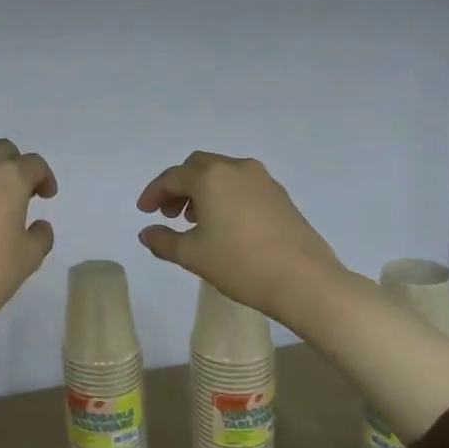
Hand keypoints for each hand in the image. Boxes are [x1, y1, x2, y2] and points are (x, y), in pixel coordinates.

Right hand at [136, 152, 342, 332]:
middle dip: (179, 187)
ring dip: (203, 190)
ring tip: (196, 221)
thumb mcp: (192, 255)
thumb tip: (147, 233)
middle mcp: (236, 168)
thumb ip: (163, 240)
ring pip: (222, 174)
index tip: (144, 212)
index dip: (154, 193)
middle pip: (198, 167)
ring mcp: (263, 180)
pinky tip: (224, 224)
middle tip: (169, 214)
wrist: (304, 280)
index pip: (173, 177)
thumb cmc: (239, 264)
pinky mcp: (280, 195)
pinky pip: (242, 185)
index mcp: (211, 177)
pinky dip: (225, 196)